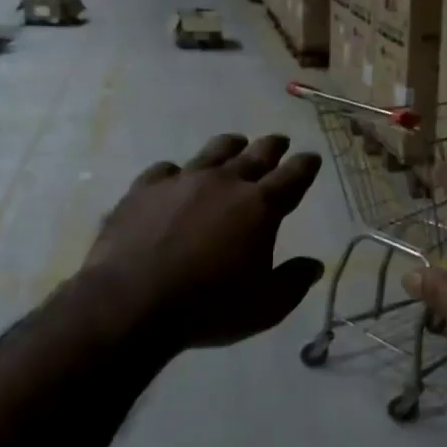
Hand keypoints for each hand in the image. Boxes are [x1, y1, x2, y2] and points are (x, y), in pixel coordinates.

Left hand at [85, 134, 323, 352]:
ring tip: (236, 144)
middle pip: (255, 155)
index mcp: (259, 207)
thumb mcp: (266, 306)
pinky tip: (175, 177)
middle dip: (272, 147)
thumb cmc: (210, 306)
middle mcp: (223, 183)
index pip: (292, 177)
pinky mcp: (143, 190)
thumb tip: (313, 265)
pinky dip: (178, 172)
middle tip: (280, 141)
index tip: (311, 158)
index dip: (305, 166)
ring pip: (213, 152)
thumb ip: (293, 281)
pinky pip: (166, 170)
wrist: (132, 302)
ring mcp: (181, 181)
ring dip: (230, 147)